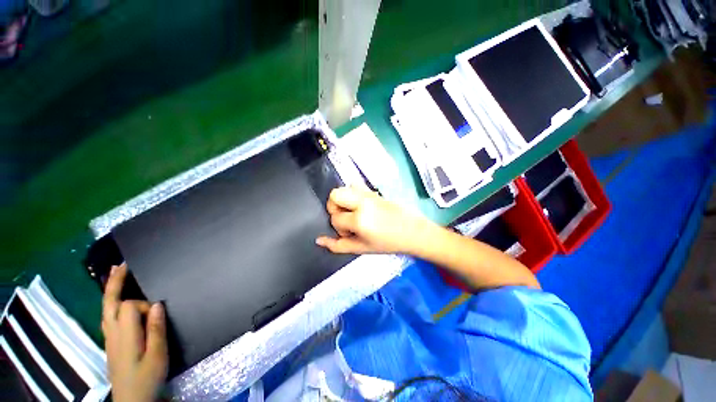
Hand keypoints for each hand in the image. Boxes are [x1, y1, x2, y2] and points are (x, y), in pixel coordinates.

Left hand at [102, 264, 167, 401]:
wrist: (132, 400)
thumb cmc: (147, 378)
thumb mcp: (157, 355)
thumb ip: (156, 329)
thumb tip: (156, 304)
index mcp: (125, 335)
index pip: (129, 306)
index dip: (144, 305)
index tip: (158, 313)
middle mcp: (112, 333)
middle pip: (109, 303)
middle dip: (114, 283)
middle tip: (121, 265)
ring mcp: (109, 339)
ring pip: (105, 310)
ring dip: (110, 291)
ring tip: (116, 274)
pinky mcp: (111, 343)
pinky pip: (107, 318)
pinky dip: (110, 303)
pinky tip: (115, 301)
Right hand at [316, 186, 430, 254]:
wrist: (413, 231)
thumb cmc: (388, 243)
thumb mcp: (362, 249)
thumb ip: (338, 245)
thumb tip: (319, 240)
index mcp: (360, 219)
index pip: (335, 218)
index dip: (339, 228)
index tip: (351, 233)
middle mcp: (362, 202)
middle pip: (334, 195)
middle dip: (334, 208)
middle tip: (346, 219)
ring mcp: (368, 193)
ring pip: (344, 188)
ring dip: (343, 201)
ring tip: (353, 213)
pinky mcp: (373, 190)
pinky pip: (355, 186)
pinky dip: (352, 195)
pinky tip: (361, 206)